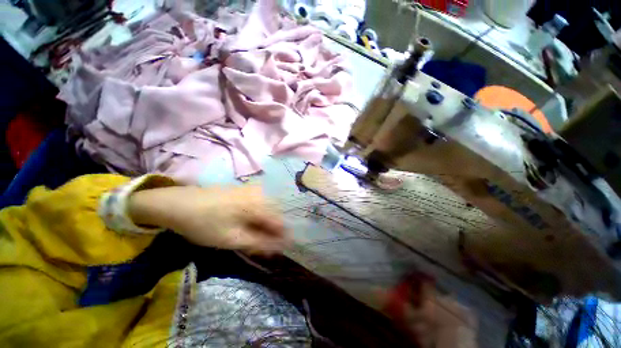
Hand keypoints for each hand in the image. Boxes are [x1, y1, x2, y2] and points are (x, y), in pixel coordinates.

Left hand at [128, 185, 288, 254]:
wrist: (178, 203)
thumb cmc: (205, 223)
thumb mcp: (231, 239)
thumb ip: (259, 243)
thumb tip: (279, 248)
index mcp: (260, 204)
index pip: (280, 223)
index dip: (281, 238)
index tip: (276, 252)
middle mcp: (261, 194)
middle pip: (275, 215)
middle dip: (271, 232)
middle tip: (260, 247)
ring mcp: (253, 190)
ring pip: (267, 210)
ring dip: (264, 225)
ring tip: (252, 237)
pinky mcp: (245, 190)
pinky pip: (259, 204)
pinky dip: (257, 217)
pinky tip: (247, 224)